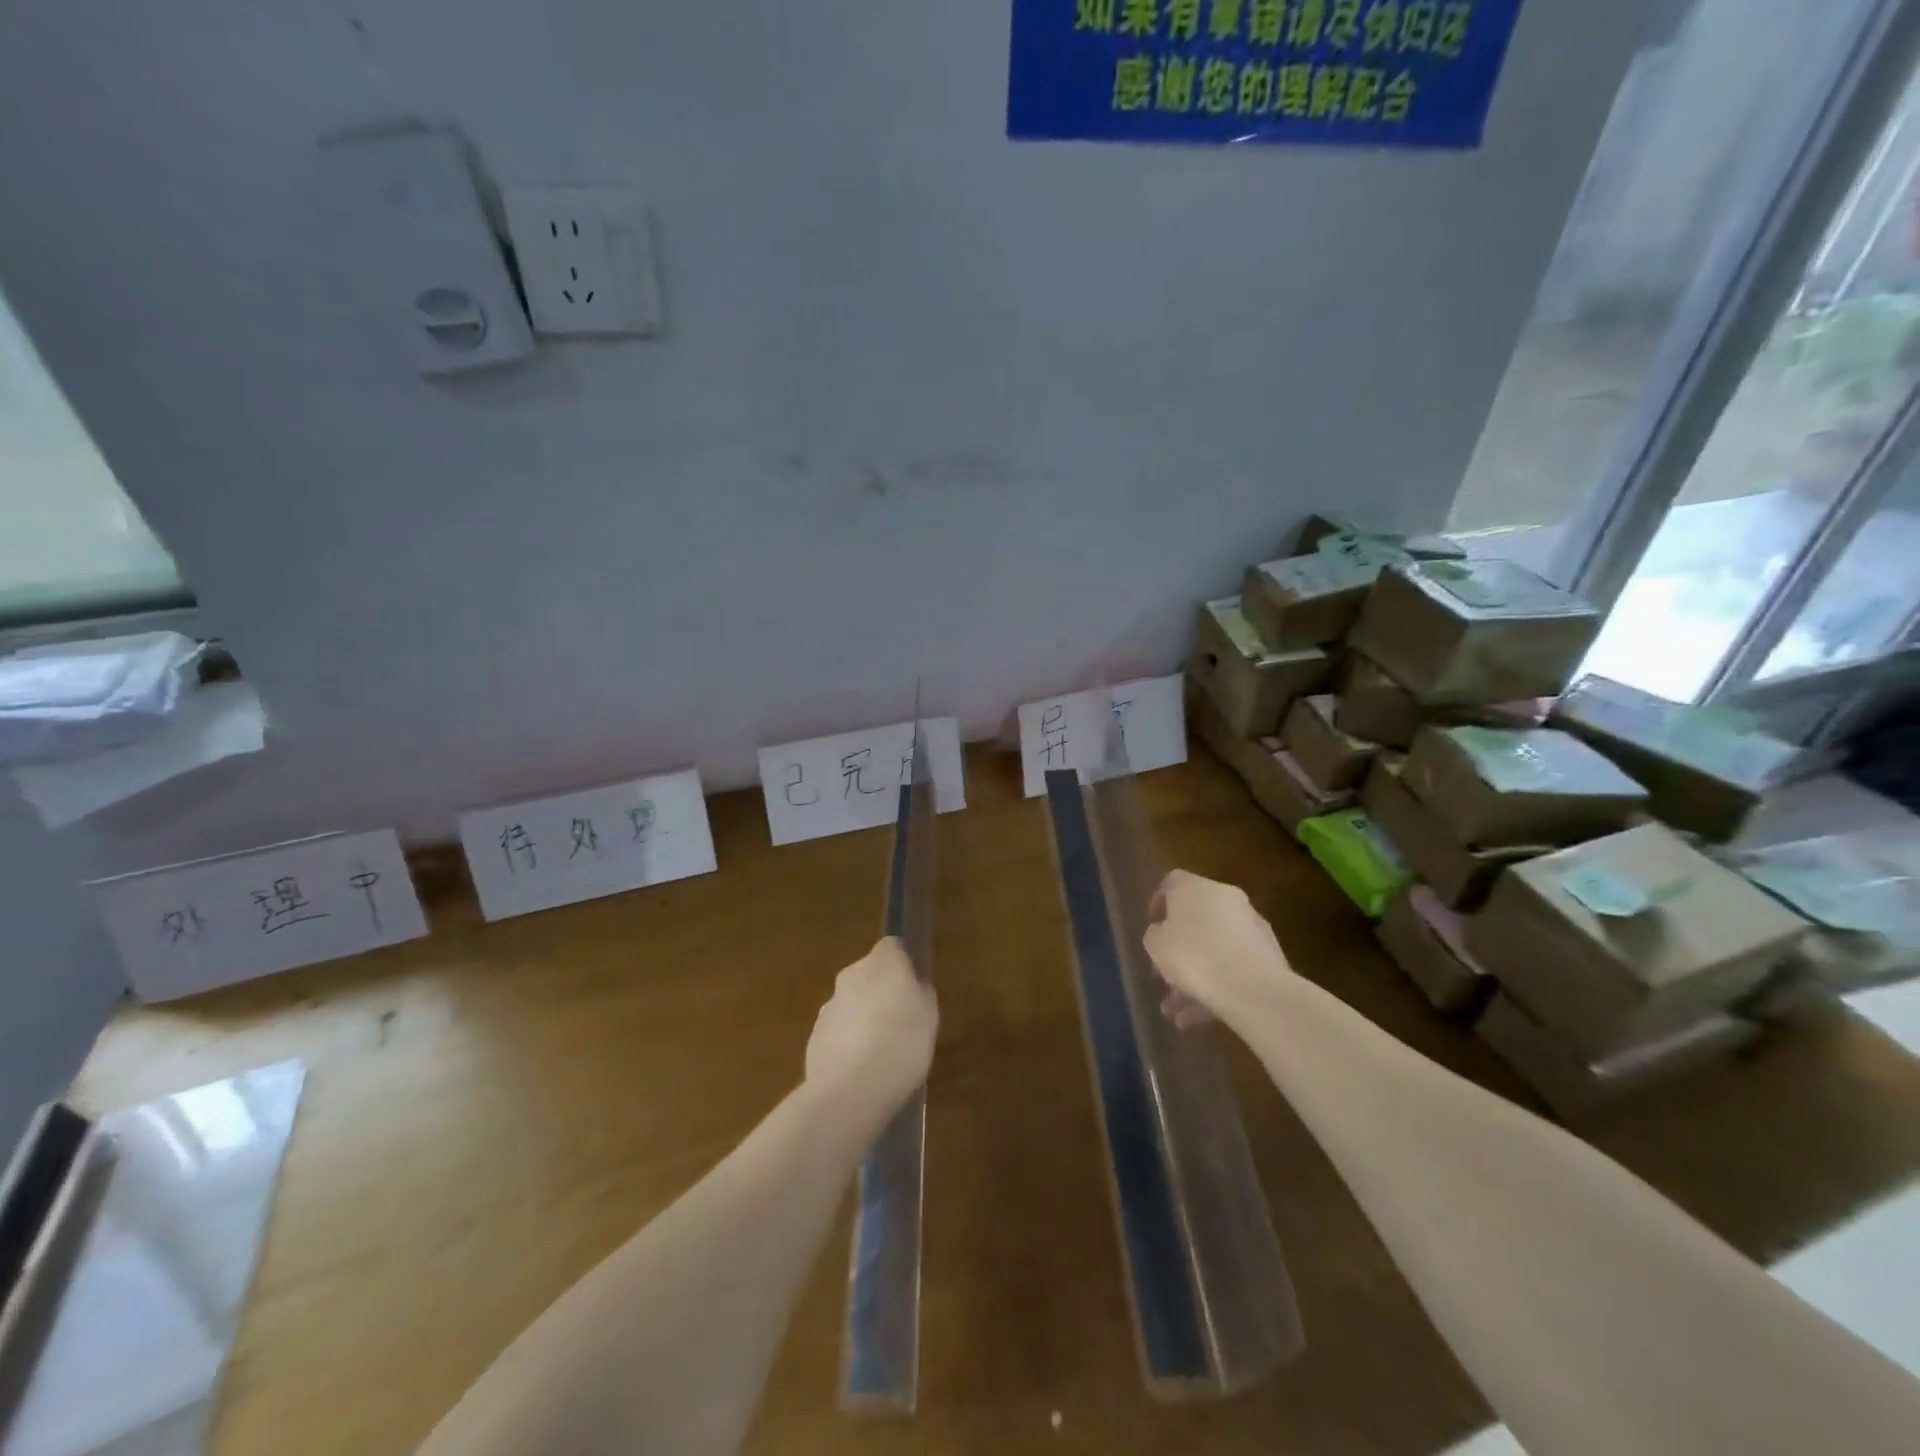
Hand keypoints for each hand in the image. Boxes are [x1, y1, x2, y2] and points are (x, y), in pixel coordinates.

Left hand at [805, 938, 937, 1116]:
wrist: (852, 1088)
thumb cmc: (903, 1042)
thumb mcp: (929, 1016)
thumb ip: (920, 994)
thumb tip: (912, 987)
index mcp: (883, 962)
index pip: (892, 947)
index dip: (902, 964)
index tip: (912, 987)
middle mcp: (852, 974)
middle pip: (868, 974)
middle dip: (880, 992)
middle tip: (900, 1021)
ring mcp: (829, 1004)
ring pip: (851, 1003)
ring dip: (862, 1017)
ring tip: (880, 1051)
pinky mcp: (815, 1035)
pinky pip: (837, 1031)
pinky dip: (847, 1042)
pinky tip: (861, 1069)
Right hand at [1143, 869, 1293, 1025]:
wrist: (1252, 988)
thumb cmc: (1193, 956)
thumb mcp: (1156, 945)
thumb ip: (1155, 935)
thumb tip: (1163, 933)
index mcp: (1195, 888)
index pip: (1172, 882)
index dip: (1159, 902)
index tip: (1152, 926)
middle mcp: (1225, 899)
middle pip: (1196, 919)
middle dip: (1178, 949)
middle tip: (1162, 974)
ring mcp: (1250, 927)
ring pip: (1214, 949)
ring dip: (1193, 977)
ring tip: (1175, 1011)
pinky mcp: (1268, 956)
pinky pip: (1233, 967)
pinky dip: (1215, 988)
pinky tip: (1197, 1019)